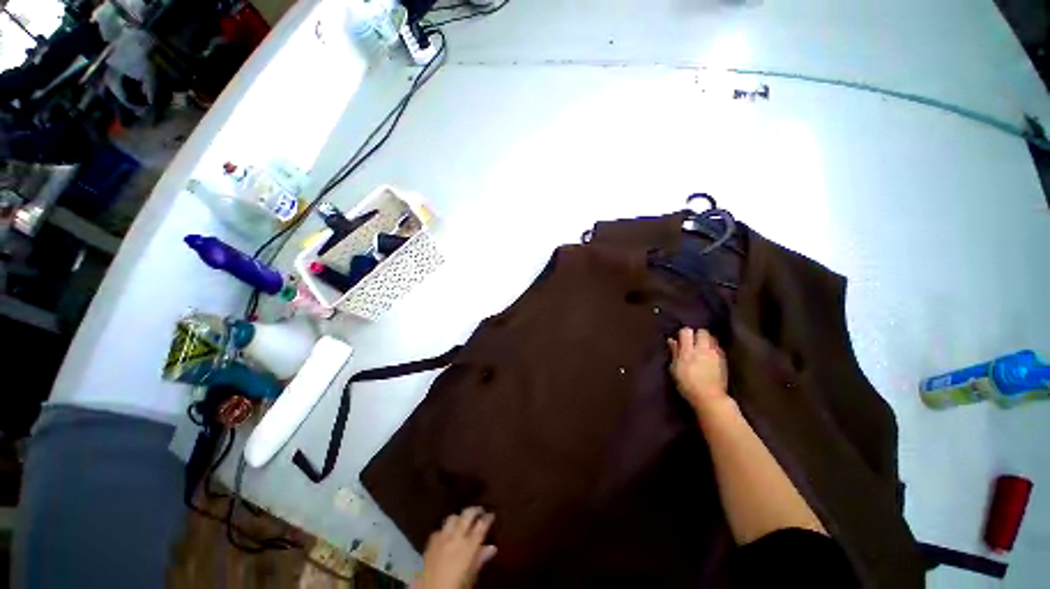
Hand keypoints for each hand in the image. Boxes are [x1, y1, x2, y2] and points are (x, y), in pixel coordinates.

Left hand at [418, 507, 496, 588]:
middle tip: (480, 510)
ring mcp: (442, 538)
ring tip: (463, 519)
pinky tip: (447, 534)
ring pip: (452, 518)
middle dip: (474, 510)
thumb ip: (480, 559)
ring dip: (459, 517)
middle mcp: (455, 538)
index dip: (487, 518)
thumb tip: (492, 548)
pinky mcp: (430, 543)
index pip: (481, 526)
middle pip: (466, 515)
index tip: (491, 515)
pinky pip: (439, 529)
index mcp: (468, 546)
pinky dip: (445, 529)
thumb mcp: (471, 576)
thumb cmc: (456, 586)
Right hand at [668, 328, 729, 411]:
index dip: (683, 333)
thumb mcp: (675, 369)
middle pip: (702, 331)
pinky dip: (713, 347)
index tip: (681, 340)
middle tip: (692, 342)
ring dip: (706, 340)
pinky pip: (718, 347)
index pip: (686, 331)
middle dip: (697, 334)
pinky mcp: (723, 359)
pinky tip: (709, 355)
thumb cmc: (687, 385)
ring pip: (712, 337)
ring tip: (702, 348)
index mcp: (688, 351)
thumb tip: (672, 340)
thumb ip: (674, 353)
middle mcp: (702, 349)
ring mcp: (715, 353)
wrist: (710, 398)